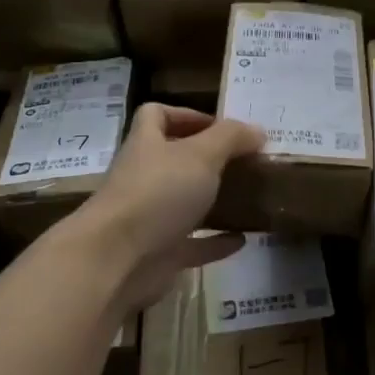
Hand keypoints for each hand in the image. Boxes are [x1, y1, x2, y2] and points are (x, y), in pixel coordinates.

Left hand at [70, 104, 264, 310]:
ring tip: (249, 198)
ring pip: (184, 203)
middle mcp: (145, 178)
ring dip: (213, 201)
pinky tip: (243, 239)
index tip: (220, 126)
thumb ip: (230, 138)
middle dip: (207, 160)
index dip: (185, 114)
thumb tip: (257, 130)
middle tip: (245, 162)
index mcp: (147, 145)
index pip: (156, 116)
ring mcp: (150, 217)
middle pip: (173, 160)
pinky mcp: (159, 254)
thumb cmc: (157, 194)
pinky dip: (216, 241)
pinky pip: (193, 244)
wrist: (117, 260)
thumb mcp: (201, 155)